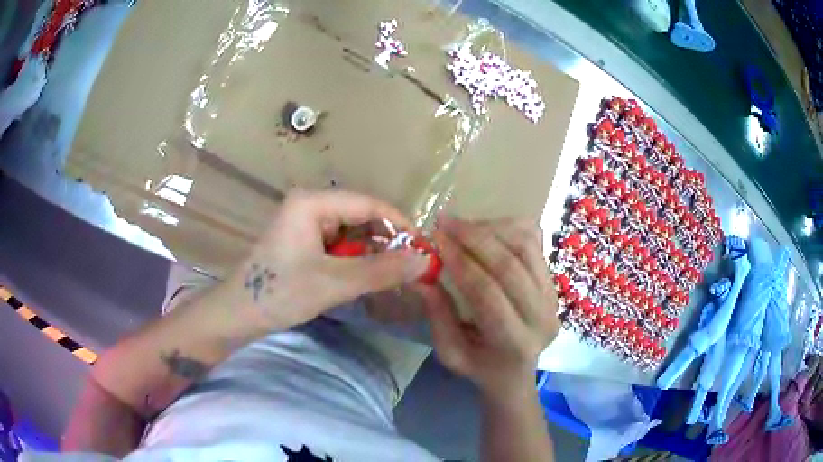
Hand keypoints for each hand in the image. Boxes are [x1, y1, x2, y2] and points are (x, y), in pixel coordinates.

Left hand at [229, 190, 430, 331]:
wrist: (238, 315)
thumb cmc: (279, 293)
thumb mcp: (334, 282)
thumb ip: (381, 271)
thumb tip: (425, 261)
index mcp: (312, 202)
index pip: (369, 204)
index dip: (400, 225)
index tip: (423, 250)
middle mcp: (309, 205)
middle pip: (361, 216)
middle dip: (386, 242)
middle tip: (410, 269)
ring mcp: (305, 224)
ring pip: (352, 233)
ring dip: (372, 253)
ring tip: (392, 276)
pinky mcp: (303, 242)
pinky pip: (339, 245)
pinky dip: (356, 260)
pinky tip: (366, 277)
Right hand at [418, 217, 558, 399]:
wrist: (517, 371)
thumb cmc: (480, 366)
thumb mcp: (450, 353)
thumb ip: (438, 316)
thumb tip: (420, 275)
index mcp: (515, 343)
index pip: (488, 294)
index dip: (460, 263)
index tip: (435, 240)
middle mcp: (542, 317)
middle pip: (510, 265)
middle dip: (474, 237)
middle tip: (444, 222)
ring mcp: (553, 296)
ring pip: (526, 247)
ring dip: (492, 228)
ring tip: (462, 225)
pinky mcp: (553, 281)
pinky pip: (534, 243)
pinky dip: (509, 228)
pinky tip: (485, 229)